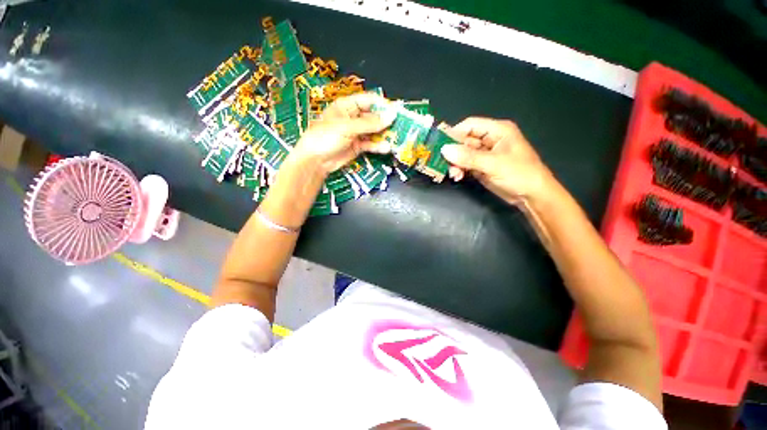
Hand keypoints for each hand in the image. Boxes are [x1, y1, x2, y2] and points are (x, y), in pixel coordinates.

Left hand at [291, 93, 395, 174]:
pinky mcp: (357, 146)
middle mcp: (352, 118)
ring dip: (384, 135)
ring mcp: (356, 133)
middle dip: (385, 121)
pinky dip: (378, 146)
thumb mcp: (348, 127)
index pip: (368, 100)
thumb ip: (370, 123)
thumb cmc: (326, 137)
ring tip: (396, 137)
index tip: (395, 111)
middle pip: (373, 116)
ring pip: (373, 131)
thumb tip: (391, 115)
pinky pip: (370, 144)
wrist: (315, 161)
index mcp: (346, 106)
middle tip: (400, 126)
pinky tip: (386, 148)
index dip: (382, 105)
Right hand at [441, 118, 554, 203]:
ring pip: (462, 154)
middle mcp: (489, 140)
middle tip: (444, 163)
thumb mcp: (493, 164)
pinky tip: (457, 177)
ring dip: (455, 164)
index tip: (439, 145)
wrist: (532, 196)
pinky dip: (459, 170)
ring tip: (454, 174)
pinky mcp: (481, 167)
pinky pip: (465, 165)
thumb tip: (444, 150)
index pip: (470, 125)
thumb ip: (468, 157)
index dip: (454, 133)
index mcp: (497, 130)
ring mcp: (484, 154)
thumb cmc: (519, 174)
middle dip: (453, 152)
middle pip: (464, 140)